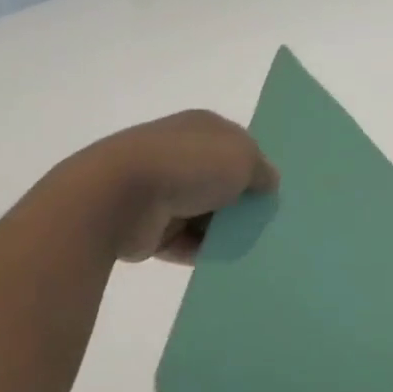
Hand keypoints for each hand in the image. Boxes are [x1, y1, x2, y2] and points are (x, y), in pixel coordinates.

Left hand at [80, 110, 278, 262]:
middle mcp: (180, 155)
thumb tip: (267, 182)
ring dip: (223, 231)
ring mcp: (161, 190)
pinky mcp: (149, 227)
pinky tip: (225, 262)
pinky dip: (202, 252)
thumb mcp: (243, 158)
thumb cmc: (188, 165)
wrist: (120, 197)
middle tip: (267, 225)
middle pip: (221, 183)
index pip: (236, 146)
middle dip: (241, 203)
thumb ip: (262, 170)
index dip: (256, 168)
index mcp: (200, 129)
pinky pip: (186, 243)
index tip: (272, 193)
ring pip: (205, 215)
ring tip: (251, 248)